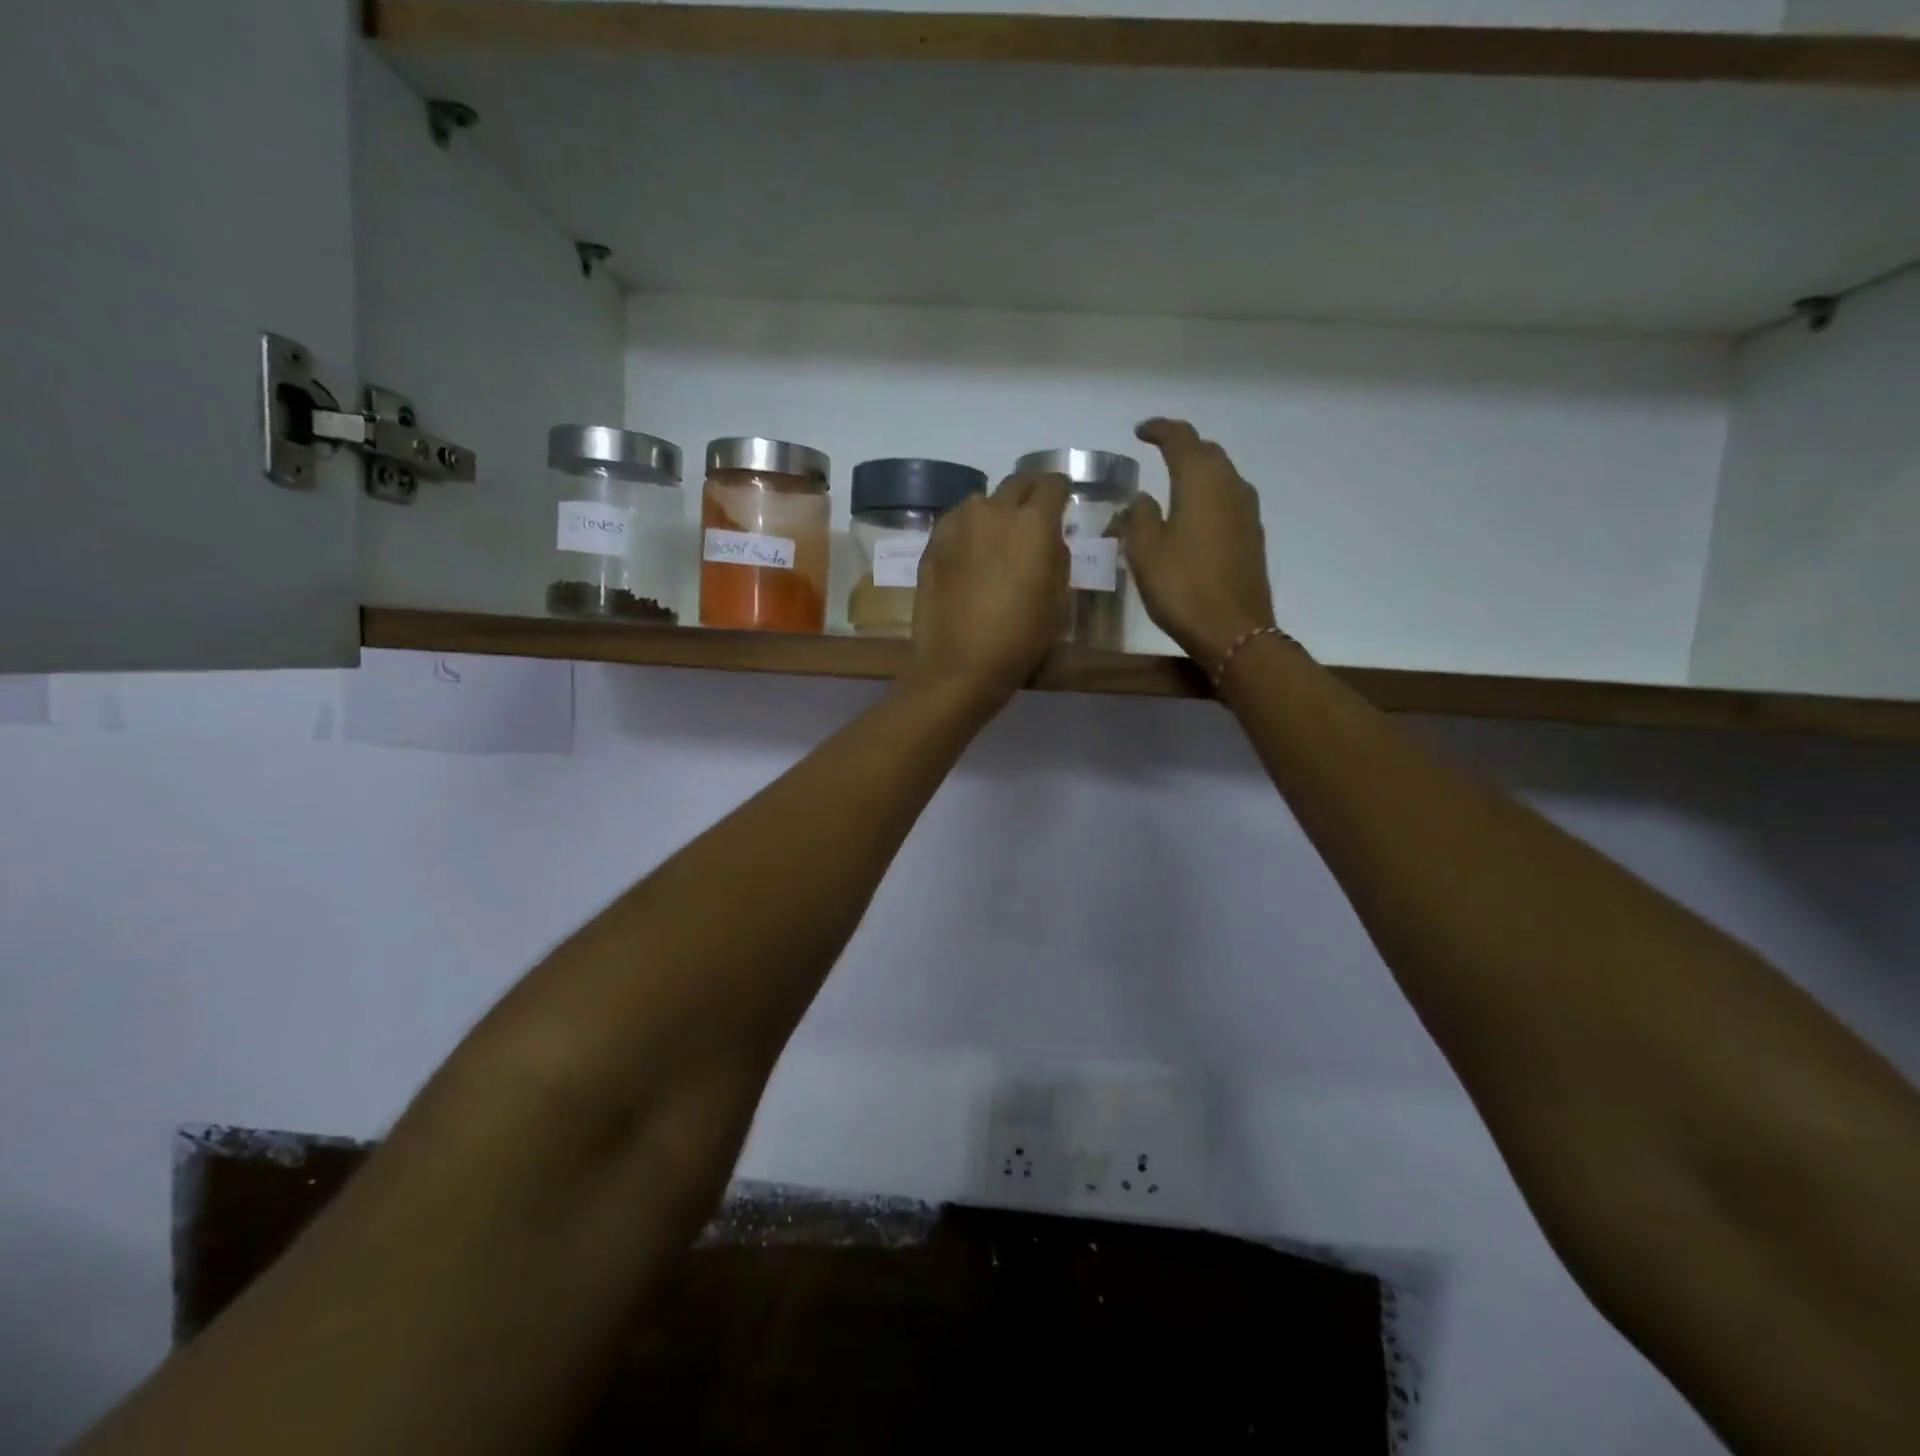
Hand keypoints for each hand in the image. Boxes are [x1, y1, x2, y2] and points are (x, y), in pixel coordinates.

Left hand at [906, 472, 1070, 711]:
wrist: (960, 664)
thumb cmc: (1020, 639)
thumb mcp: (1057, 601)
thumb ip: (1057, 557)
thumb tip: (1049, 539)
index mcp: (1033, 523)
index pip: (1053, 485)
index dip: (1061, 492)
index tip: (1062, 503)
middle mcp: (995, 511)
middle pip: (1017, 483)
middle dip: (1029, 495)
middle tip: (1032, 518)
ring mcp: (958, 523)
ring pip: (983, 501)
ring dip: (995, 512)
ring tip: (996, 539)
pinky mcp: (933, 542)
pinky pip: (957, 522)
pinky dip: (968, 529)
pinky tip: (970, 554)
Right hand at [1119, 419, 1277, 670]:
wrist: (1234, 630)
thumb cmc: (1183, 587)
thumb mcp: (1145, 552)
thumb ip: (1139, 517)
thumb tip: (1142, 498)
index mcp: (1201, 482)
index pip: (1181, 439)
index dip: (1160, 430)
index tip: (1141, 431)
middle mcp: (1230, 486)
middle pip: (1207, 452)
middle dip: (1182, 447)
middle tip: (1158, 452)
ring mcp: (1247, 511)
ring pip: (1221, 475)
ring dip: (1198, 471)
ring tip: (1173, 483)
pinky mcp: (1252, 535)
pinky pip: (1228, 499)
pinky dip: (1208, 495)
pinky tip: (1193, 515)